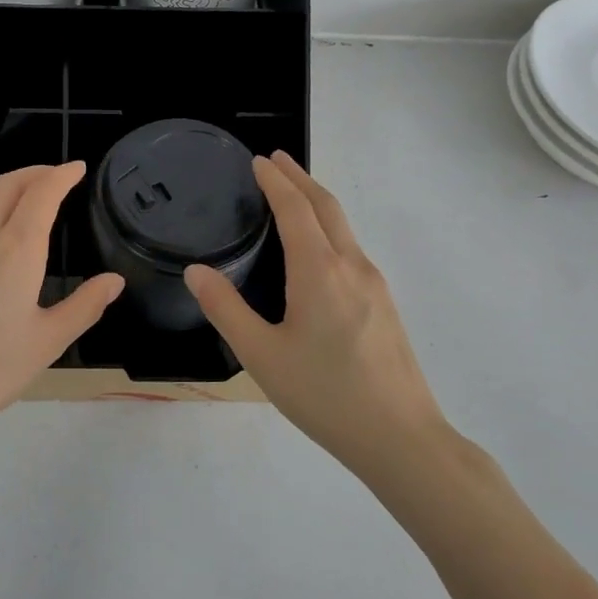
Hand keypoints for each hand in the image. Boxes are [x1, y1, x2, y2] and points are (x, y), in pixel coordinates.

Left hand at [0, 162, 122, 447]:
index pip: (42, 193)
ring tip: (25, 202)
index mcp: (17, 249)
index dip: (62, 175)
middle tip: (56, 176)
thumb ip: (85, 305)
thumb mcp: (49, 340)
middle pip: (7, 184)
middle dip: (35, 172)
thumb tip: (114, 281)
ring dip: (6, 190)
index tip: (78, 168)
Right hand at [186, 152, 444, 473]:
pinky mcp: (385, 305)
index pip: (295, 208)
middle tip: (275, 160)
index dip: (275, 181)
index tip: (258, 160)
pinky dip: (329, 229)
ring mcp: (374, 285)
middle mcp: (352, 266)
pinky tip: (318, 251)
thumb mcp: (261, 355)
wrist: (401, 437)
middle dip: (300, 178)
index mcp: (319, 271)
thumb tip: (196, 271)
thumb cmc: (324, 394)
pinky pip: (352, 249)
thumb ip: (225, 309)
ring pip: (344, 227)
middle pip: (326, 206)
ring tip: (292, 196)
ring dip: (317, 202)